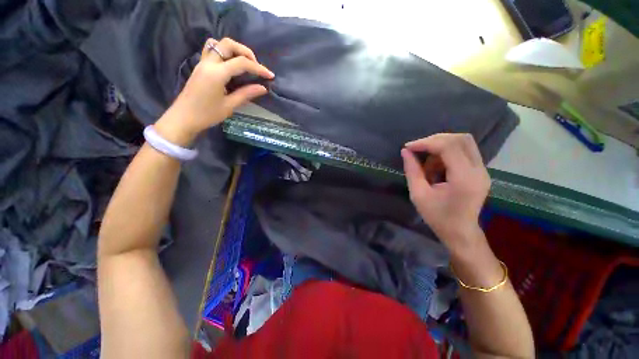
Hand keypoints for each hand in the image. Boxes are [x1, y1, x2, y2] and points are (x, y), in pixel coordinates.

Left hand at [155, 38, 274, 145]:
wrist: (184, 117)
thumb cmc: (207, 114)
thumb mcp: (229, 106)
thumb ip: (246, 94)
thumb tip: (263, 88)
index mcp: (217, 74)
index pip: (241, 63)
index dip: (258, 68)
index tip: (270, 75)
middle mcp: (209, 63)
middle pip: (229, 44)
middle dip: (246, 52)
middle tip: (255, 66)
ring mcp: (203, 63)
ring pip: (218, 43)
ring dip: (234, 49)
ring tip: (244, 63)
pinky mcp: (201, 66)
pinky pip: (212, 50)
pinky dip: (224, 52)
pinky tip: (231, 65)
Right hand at [401, 134, 490, 251]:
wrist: (460, 232)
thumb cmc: (437, 216)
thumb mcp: (418, 194)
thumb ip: (412, 171)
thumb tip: (405, 151)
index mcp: (464, 178)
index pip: (449, 146)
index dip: (426, 142)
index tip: (409, 147)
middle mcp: (479, 170)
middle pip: (460, 139)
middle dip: (434, 140)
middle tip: (417, 150)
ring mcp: (483, 170)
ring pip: (463, 143)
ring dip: (440, 147)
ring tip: (427, 165)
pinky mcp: (480, 171)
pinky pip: (464, 151)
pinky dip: (446, 154)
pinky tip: (436, 168)